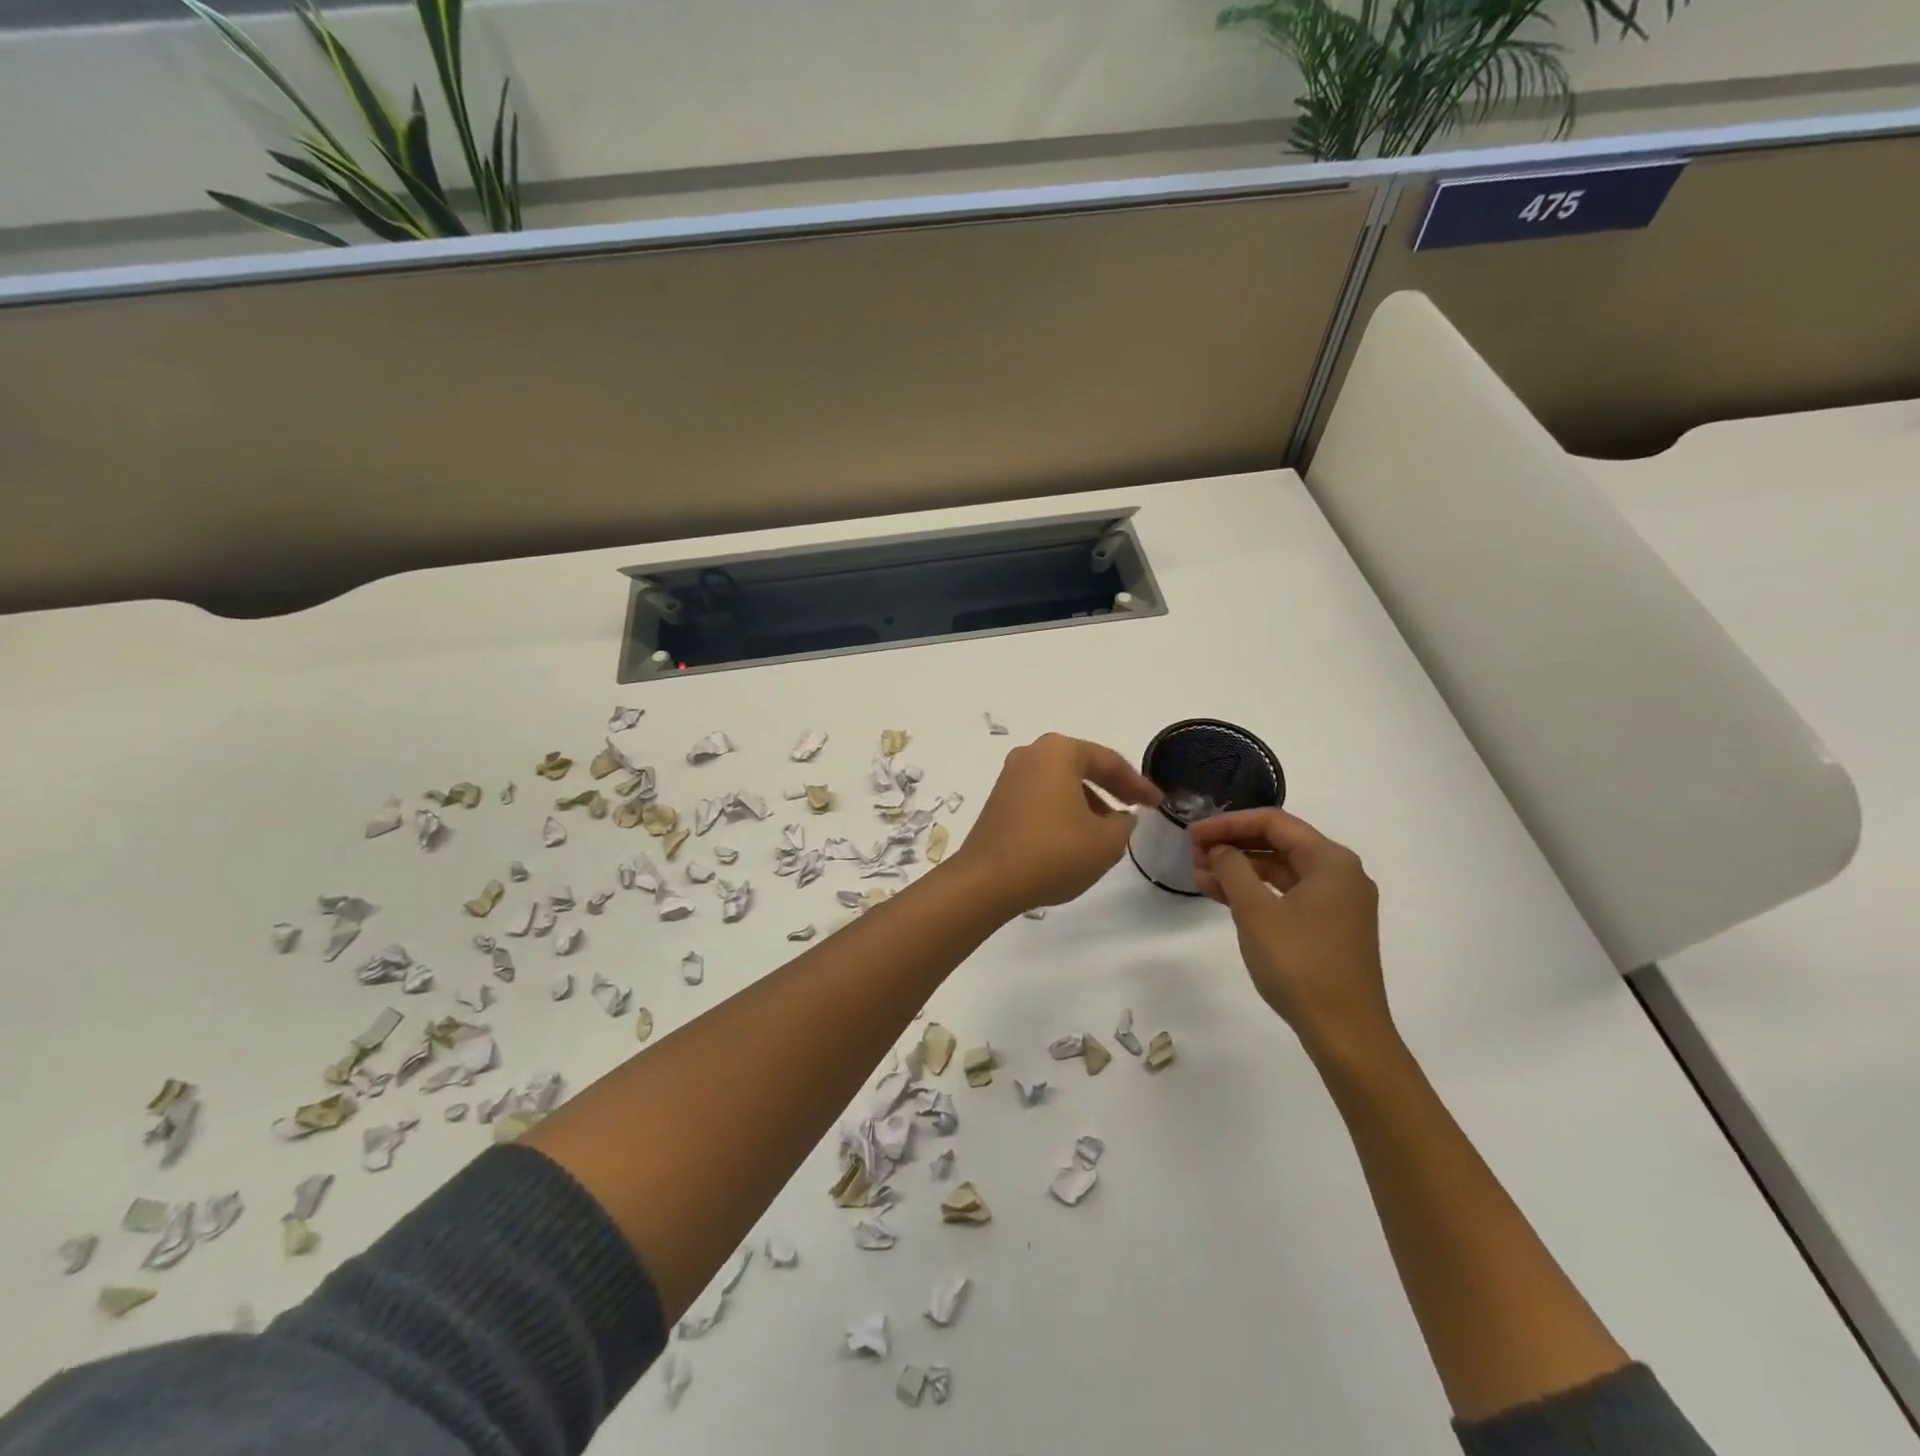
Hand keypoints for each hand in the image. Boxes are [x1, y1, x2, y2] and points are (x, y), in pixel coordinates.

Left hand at [951, 733, 1159, 915]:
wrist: (986, 882)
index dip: (1138, 784)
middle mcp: (1031, 755)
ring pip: (1061, 784)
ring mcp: (1009, 777)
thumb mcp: (1106, 842)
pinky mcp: (998, 802)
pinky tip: (1074, 838)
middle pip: (1082, 767)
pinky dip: (1063, 811)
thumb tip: (1120, 817)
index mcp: (1058, 752)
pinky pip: (1041, 798)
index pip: (1108, 761)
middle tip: (1136, 809)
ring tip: (1107, 832)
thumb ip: (1124, 823)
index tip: (1158, 803)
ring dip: (1087, 802)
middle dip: (1111, 788)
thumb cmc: (1053, 852)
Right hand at [1188, 808, 1393, 1059]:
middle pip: (1279, 843)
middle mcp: (1340, 874)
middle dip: (1233, 845)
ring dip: (1240, 869)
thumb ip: (1233, 869)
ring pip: (1281, 871)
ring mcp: (1337, 902)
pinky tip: (1222, 897)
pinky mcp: (1329, 927)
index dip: (1228, 823)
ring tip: (1198, 876)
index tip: (1193, 835)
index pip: (1273, 822)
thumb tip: (1219, 849)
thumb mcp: (1256, 912)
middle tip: (1193, 854)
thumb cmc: (1300, 964)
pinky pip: (1287, 894)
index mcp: (1331, 861)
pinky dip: (1255, 892)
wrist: (1345, 1033)